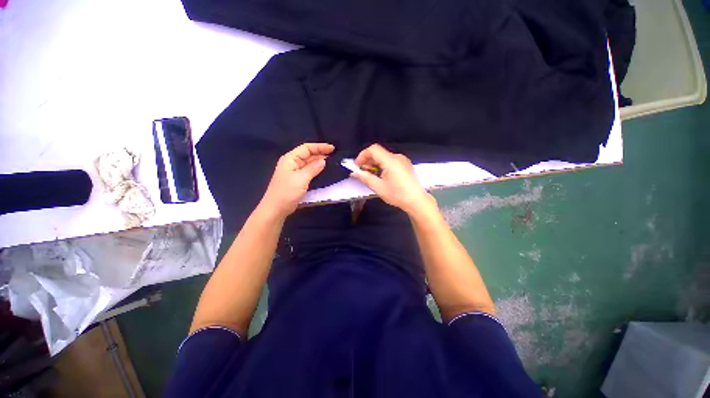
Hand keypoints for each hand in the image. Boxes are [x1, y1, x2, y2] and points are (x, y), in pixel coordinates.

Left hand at [259, 143, 334, 218]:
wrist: (276, 209)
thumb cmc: (287, 192)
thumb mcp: (301, 179)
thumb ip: (313, 168)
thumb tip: (323, 161)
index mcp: (290, 159)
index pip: (306, 148)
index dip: (319, 147)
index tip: (332, 148)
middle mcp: (292, 163)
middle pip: (308, 155)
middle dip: (321, 154)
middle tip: (335, 156)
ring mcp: (295, 172)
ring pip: (309, 163)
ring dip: (320, 162)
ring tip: (332, 163)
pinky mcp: (298, 180)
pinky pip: (309, 171)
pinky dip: (317, 170)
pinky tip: (324, 172)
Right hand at [351, 144, 435, 214]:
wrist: (416, 200)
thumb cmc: (397, 195)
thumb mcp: (378, 187)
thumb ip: (365, 178)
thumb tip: (354, 172)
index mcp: (391, 161)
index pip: (373, 149)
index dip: (362, 155)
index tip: (357, 166)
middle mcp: (397, 157)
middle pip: (378, 152)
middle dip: (368, 160)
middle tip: (362, 172)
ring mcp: (403, 160)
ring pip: (384, 156)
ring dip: (375, 163)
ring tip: (371, 175)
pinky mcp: (405, 164)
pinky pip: (390, 160)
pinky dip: (382, 165)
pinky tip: (381, 175)